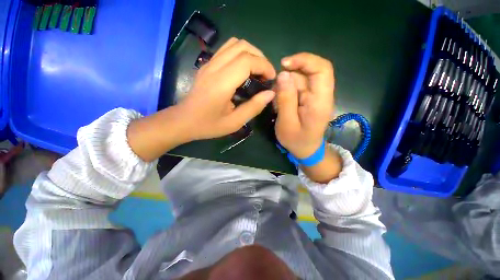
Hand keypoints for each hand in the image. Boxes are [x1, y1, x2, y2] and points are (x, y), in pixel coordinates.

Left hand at [178, 38, 275, 140]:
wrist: (183, 121)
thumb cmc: (208, 125)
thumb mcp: (234, 122)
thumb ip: (253, 107)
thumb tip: (270, 93)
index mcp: (221, 83)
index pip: (247, 60)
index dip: (264, 65)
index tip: (271, 78)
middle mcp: (214, 68)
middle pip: (242, 46)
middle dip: (260, 57)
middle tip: (266, 75)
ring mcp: (209, 64)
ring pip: (234, 44)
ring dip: (250, 53)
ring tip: (257, 71)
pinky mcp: (207, 65)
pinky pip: (226, 50)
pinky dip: (240, 54)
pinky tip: (244, 71)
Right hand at [275, 53, 334, 158]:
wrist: (306, 149)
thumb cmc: (296, 140)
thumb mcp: (286, 123)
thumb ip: (285, 99)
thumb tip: (283, 74)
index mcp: (320, 101)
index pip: (322, 69)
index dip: (304, 60)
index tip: (284, 64)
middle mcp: (321, 95)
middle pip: (309, 72)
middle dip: (289, 77)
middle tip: (275, 92)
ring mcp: (315, 96)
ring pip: (300, 79)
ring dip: (285, 86)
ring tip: (277, 104)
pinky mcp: (309, 98)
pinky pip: (297, 87)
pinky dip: (286, 92)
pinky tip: (281, 104)